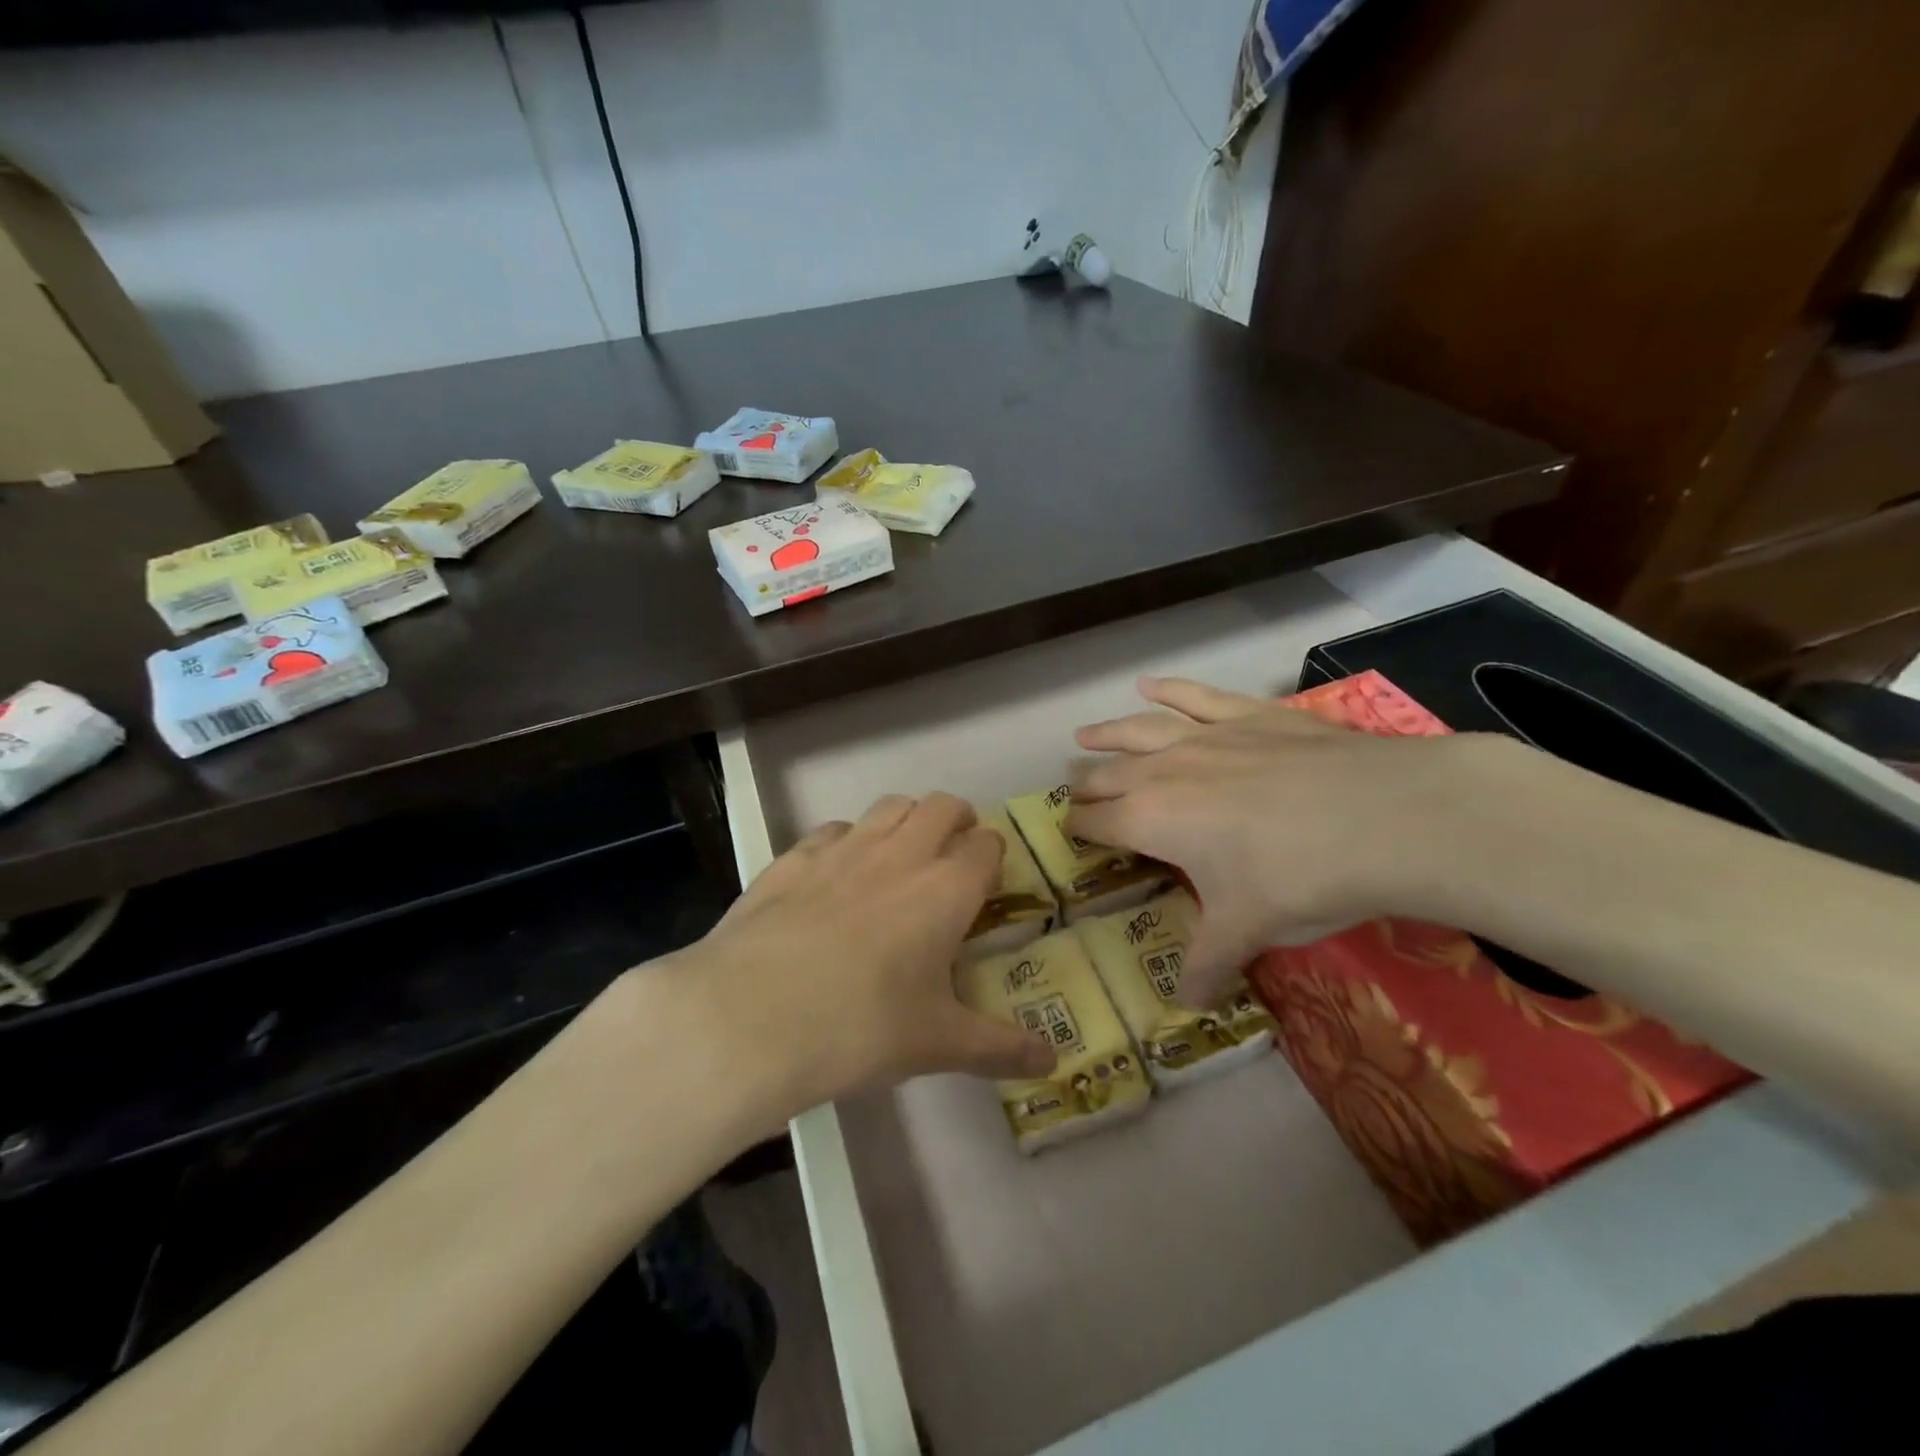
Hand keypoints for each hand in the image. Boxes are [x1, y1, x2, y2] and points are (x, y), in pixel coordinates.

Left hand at [670, 793, 1055, 1123]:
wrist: (752, 1016)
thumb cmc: (861, 1028)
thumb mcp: (937, 1044)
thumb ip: (999, 1049)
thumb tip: (1052, 1064)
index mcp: (946, 889)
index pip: (986, 846)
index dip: (992, 857)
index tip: (987, 882)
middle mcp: (901, 854)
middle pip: (942, 807)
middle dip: (957, 820)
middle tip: (953, 854)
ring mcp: (844, 848)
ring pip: (890, 806)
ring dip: (906, 820)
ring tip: (900, 856)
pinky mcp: (794, 856)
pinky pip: (834, 830)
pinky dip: (847, 841)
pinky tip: (835, 876)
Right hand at [1067, 677, 1502, 1006]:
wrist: (1383, 818)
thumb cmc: (1298, 879)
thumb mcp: (1247, 931)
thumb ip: (1208, 964)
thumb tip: (1188, 1006)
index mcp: (1151, 821)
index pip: (1098, 822)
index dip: (1079, 828)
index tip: (1072, 832)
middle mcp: (1164, 772)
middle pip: (1109, 775)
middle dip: (1087, 784)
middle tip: (1075, 789)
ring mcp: (1206, 737)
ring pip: (1139, 730)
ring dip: (1107, 733)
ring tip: (1084, 736)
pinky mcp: (1248, 716)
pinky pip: (1194, 696)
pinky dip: (1168, 690)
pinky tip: (1149, 684)